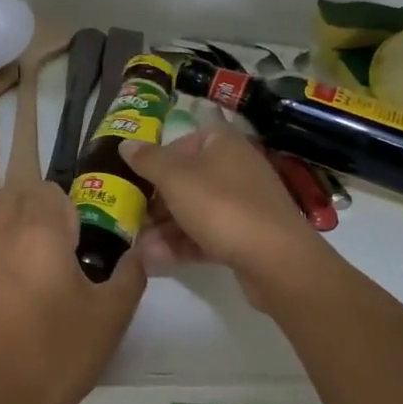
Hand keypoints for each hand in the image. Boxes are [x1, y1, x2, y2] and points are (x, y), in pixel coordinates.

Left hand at [0, 179, 146, 403]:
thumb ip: (130, 273)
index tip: (90, 226)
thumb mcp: (113, 314)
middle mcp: (3, 233)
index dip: (73, 200)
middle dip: (43, 196)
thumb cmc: (63, 352)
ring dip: (20, 209)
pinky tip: (26, 264)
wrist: (6, 399)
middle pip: (18, 189)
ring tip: (47, 240)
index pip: (50, 188)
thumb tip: (134, 251)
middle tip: (71, 230)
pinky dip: (5, 233)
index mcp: (38, 232)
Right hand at [121, 126, 323, 304]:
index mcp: (221, 143)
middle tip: (126, 218)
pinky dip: (181, 244)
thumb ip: (147, 160)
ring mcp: (241, 203)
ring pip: (193, 210)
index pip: (179, 143)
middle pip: (184, 180)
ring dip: (163, 228)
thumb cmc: (221, 206)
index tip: (130, 182)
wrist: (276, 259)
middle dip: (153, 202)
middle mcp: (233, 167)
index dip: (153, 162)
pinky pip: (205, 234)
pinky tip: (154, 260)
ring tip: (135, 246)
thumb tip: (125, 144)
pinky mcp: (244, 235)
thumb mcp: (175, 178)